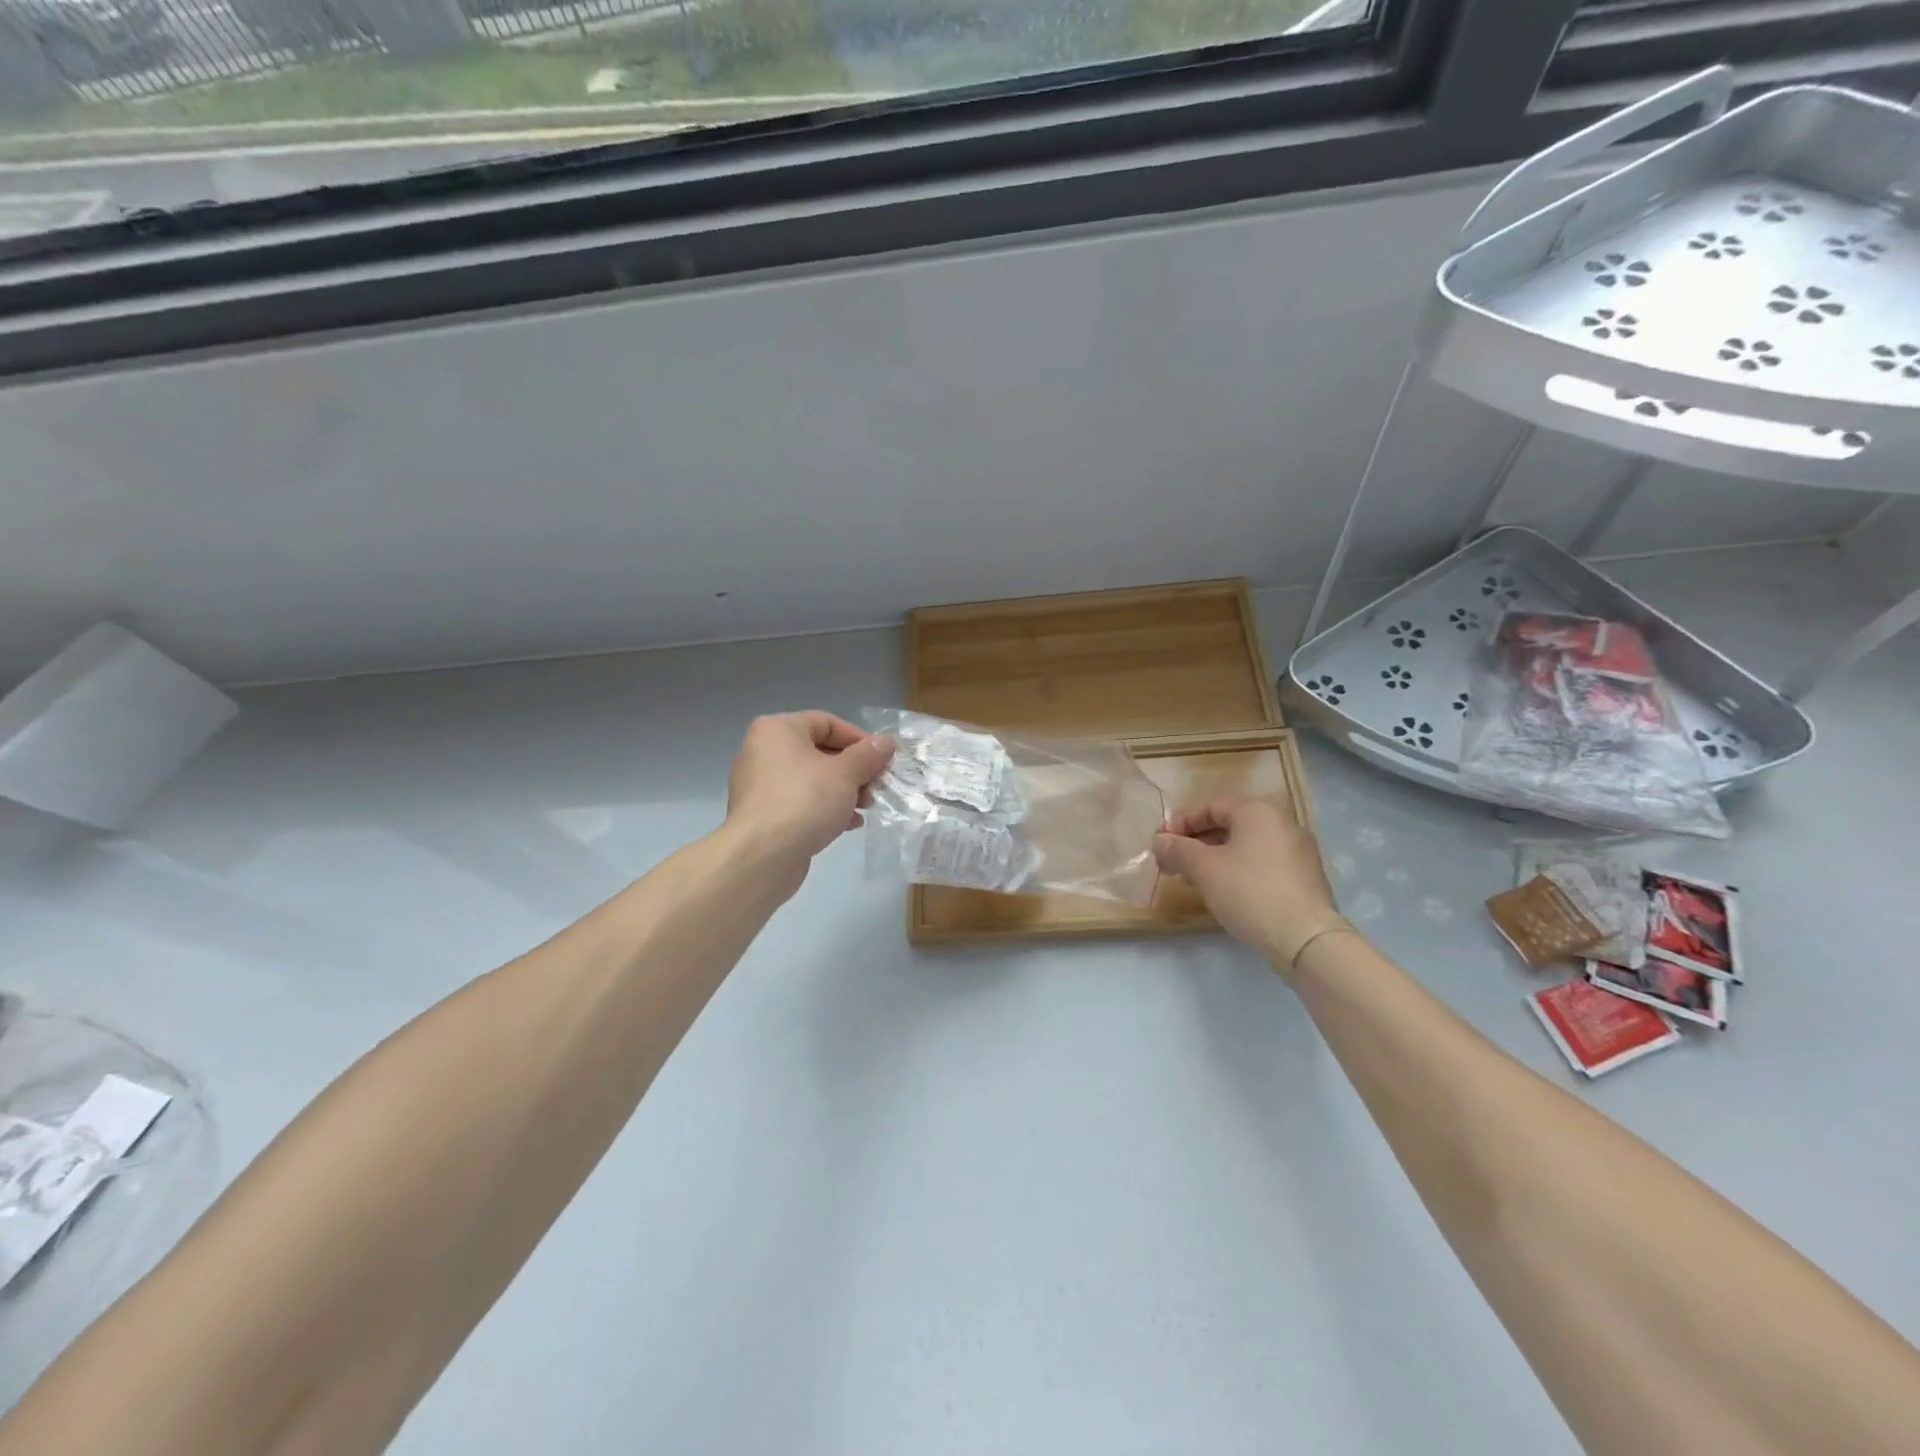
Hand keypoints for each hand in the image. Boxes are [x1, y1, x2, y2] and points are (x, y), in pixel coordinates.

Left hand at [725, 711, 893, 875]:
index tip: (883, 759)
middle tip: (878, 785)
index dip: (860, 739)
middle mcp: (764, 751)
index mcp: (778, 730)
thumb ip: (868, 754)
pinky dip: (826, 808)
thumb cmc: (805, 801)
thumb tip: (886, 742)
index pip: (827, 723)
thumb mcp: (845, 774)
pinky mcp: (764, 814)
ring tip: (867, 807)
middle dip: (855, 770)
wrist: (762, 856)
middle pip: (820, 751)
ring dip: (845, 791)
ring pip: (813, 779)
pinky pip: (801, 802)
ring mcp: (761, 785)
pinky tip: (849, 824)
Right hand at [1154, 793, 1344, 973]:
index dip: (1181, 823)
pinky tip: (1227, 892)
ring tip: (1196, 880)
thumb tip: (1160, 841)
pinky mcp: (1306, 877)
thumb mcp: (1204, 869)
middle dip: (1197, 843)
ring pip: (1247, 846)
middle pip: (1230, 824)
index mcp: (1258, 811)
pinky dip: (1240, 870)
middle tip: (1174, 864)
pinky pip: (1264, 863)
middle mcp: (1283, 822)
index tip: (1162, 844)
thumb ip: (1178, 849)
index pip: (1211, 806)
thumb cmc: (1249, 892)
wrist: (1306, 938)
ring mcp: (1299, 850)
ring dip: (1217, 858)